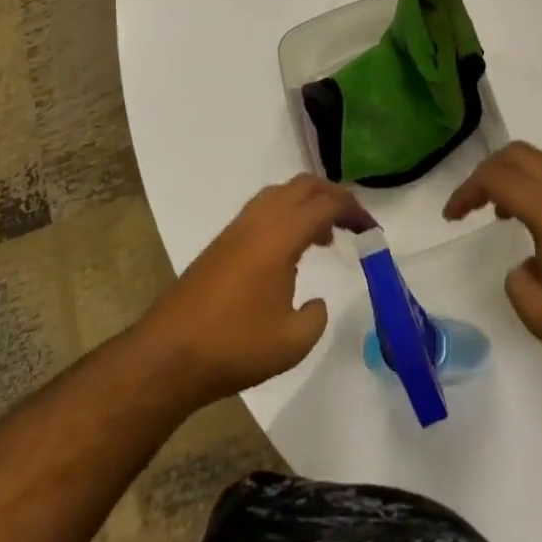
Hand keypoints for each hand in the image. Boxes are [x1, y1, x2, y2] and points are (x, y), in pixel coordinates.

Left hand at [138, 175, 370, 405]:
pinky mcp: (222, 243)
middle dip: (333, 196)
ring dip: (307, 203)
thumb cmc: (235, 346)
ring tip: (324, 235)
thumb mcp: (293, 342)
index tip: (373, 231)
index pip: (326, 205)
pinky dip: (286, 215)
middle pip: (303, 186)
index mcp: (280, 236)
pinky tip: (290, 249)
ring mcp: (236, 229)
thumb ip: (316, 316)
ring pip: (280, 193)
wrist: (169, 355)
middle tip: (354, 222)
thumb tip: (315, 301)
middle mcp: (259, 221)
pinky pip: (263, 210)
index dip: (355, 212)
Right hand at [445, 143, 541, 379]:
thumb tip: (526, 266)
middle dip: (487, 173)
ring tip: (502, 212)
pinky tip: (539, 223)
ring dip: (515, 175)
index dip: (466, 191)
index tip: (451, 217)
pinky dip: (538, 184)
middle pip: (518, 154)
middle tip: (471, 205)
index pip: (497, 178)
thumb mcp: (540, 314)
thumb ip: (517, 282)